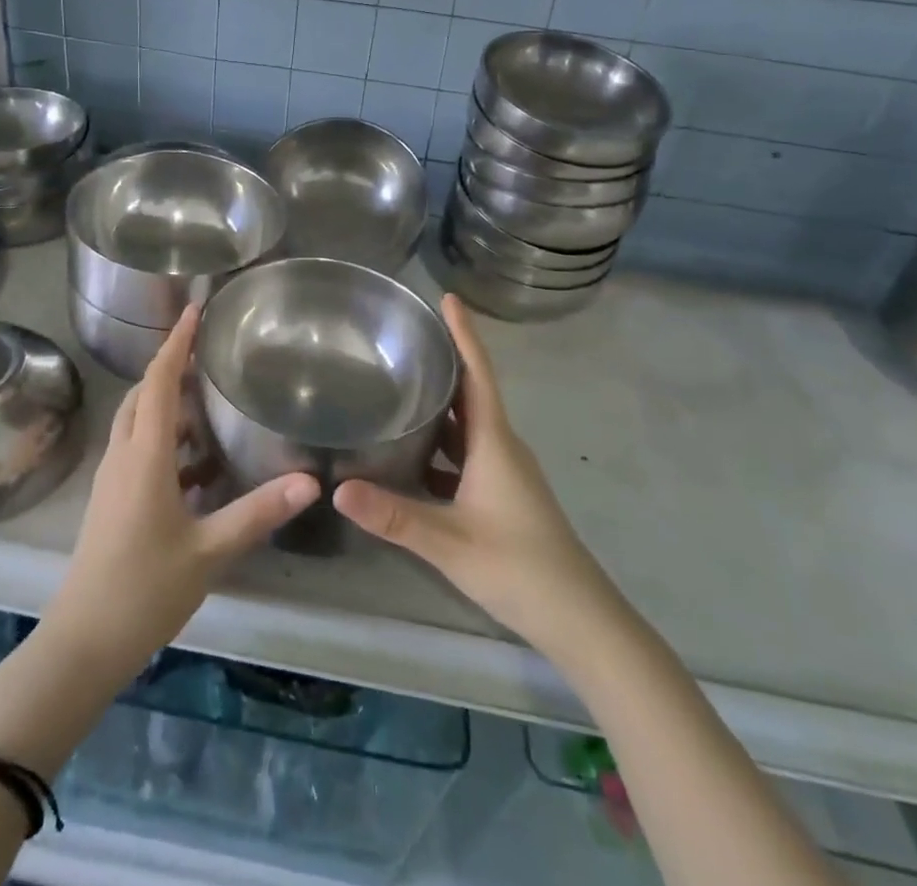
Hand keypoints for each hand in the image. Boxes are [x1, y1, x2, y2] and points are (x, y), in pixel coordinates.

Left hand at [46, 306, 318, 683]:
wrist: (83, 643)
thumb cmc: (144, 590)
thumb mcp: (209, 550)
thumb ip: (259, 512)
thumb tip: (310, 481)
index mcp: (144, 456)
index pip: (157, 382)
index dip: (176, 343)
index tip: (194, 309)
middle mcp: (123, 456)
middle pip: (142, 395)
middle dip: (171, 367)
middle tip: (208, 353)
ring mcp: (112, 480)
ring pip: (138, 423)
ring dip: (166, 405)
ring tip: (208, 401)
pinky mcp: (111, 501)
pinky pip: (138, 450)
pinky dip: (165, 440)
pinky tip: (198, 464)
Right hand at [334, 295, 613, 651]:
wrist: (579, 619)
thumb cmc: (519, 567)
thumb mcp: (450, 543)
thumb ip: (394, 516)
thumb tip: (337, 489)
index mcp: (494, 442)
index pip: (478, 373)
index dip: (464, 334)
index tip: (447, 297)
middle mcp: (501, 446)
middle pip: (470, 392)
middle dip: (443, 362)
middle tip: (404, 338)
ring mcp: (503, 471)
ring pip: (466, 425)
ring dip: (439, 404)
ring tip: (399, 385)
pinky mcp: (500, 494)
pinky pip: (465, 454)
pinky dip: (440, 444)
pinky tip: (410, 454)